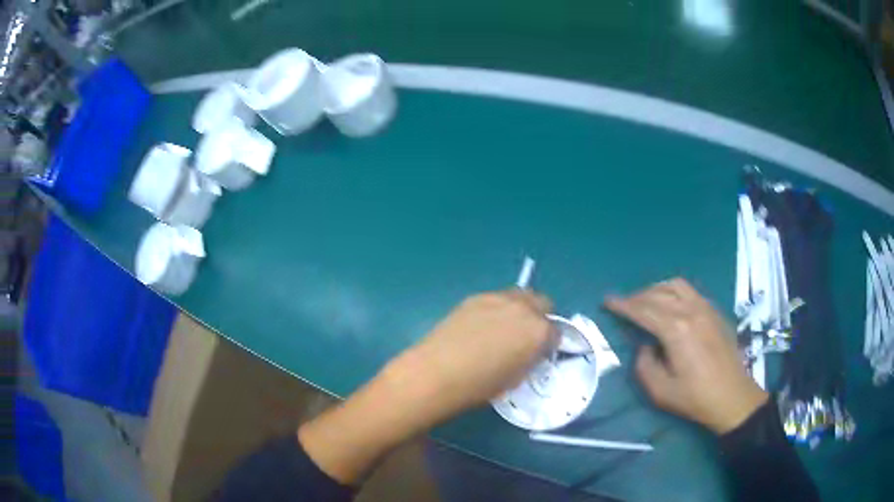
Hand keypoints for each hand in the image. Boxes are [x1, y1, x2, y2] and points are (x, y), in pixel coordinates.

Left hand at [299, 290, 552, 483]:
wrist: (436, 372)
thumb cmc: (479, 385)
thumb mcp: (516, 378)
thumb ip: (530, 358)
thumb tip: (530, 351)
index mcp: (538, 331)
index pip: (556, 331)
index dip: (549, 344)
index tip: (540, 353)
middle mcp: (522, 308)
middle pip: (543, 303)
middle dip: (540, 318)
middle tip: (526, 337)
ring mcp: (497, 298)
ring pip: (520, 295)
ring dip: (520, 309)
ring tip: (503, 330)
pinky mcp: (475, 297)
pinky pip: (497, 298)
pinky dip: (498, 309)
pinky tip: (481, 327)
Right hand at [605, 278, 767, 433]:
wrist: (732, 397)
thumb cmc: (695, 398)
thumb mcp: (660, 391)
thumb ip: (644, 365)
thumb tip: (645, 346)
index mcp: (676, 330)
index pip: (643, 310)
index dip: (622, 305)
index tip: (607, 301)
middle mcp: (691, 311)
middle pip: (658, 293)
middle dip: (636, 296)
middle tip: (623, 306)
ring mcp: (705, 308)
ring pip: (675, 285)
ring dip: (656, 289)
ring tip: (645, 301)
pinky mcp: (714, 311)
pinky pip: (690, 291)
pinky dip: (673, 291)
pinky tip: (670, 305)